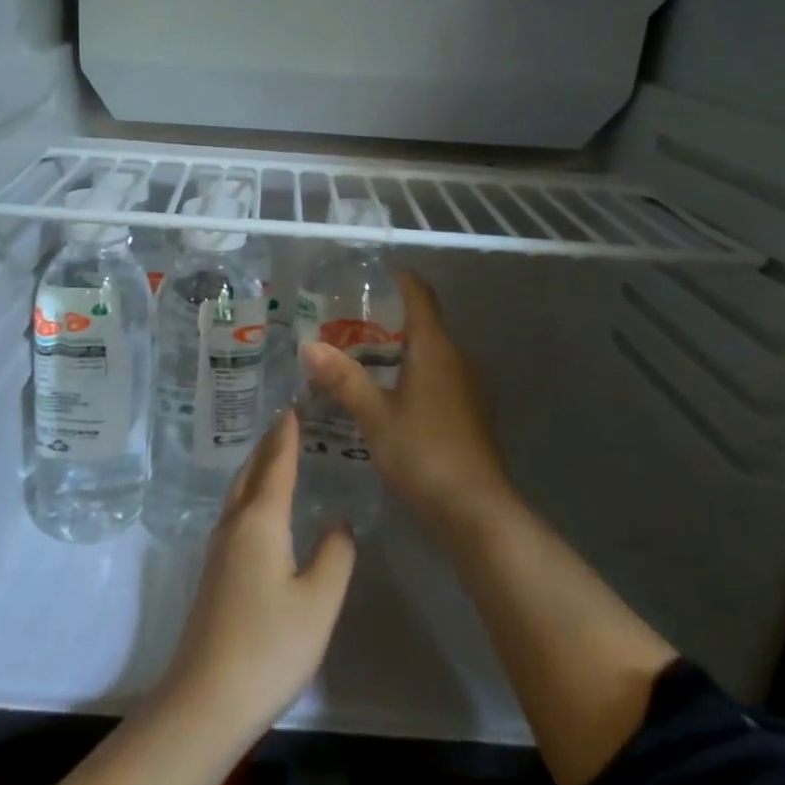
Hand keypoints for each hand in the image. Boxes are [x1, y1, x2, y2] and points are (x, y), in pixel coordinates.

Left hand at [157, 412, 356, 744]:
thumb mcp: (319, 602)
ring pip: (238, 492)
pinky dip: (250, 493)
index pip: (276, 465)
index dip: (287, 436)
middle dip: (268, 445)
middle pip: (250, 472)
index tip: (293, 407)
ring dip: (256, 468)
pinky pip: (234, 513)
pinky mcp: (214, 573)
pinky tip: (261, 509)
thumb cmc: (270, 646)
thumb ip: (335, 556)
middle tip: (286, 423)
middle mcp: (234, 525)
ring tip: (275, 456)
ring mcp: (218, 550)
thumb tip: (338, 523)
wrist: (206, 698)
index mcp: (260, 521)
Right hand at [299, 271, 511, 531]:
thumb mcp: (375, 415)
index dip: (399, 279)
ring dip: (401, 350)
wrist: (475, 508)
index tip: (371, 276)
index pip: (420, 295)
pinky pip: (439, 376)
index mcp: (436, 348)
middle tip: (347, 324)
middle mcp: (458, 358)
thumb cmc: (423, 452)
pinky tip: (389, 395)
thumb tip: (309, 346)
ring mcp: (469, 386)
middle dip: (389, 319)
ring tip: (360, 358)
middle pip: (425, 323)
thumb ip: (343, 379)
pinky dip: (414, 374)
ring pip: (432, 352)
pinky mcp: (471, 411)